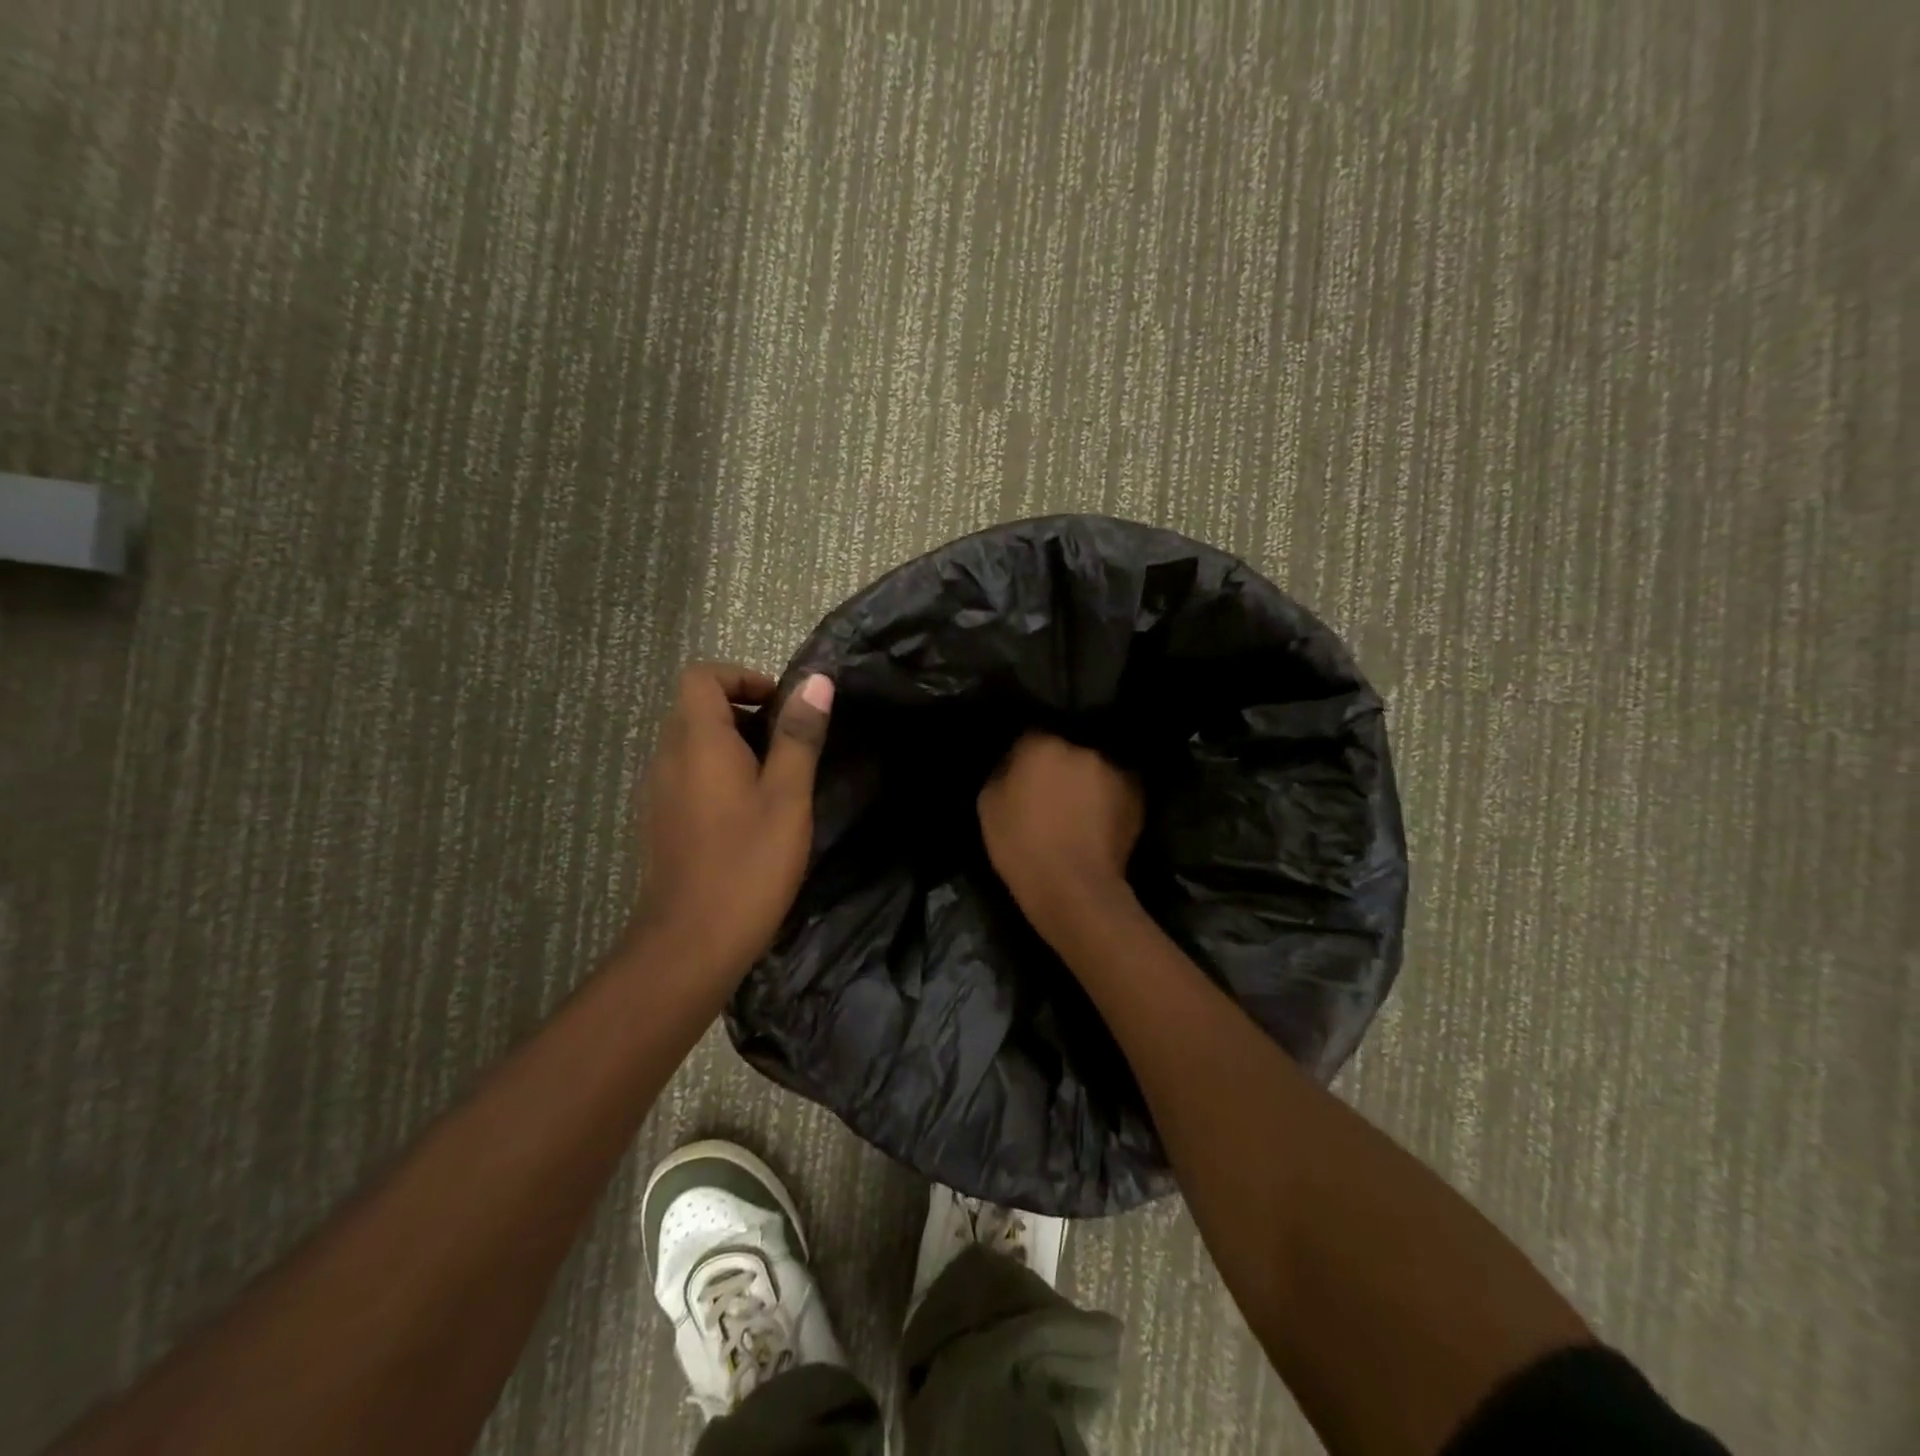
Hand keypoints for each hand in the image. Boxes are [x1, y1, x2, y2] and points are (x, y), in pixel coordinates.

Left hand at [630, 663, 834, 978]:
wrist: (690, 943)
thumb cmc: (748, 864)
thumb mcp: (788, 796)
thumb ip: (799, 736)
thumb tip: (816, 681)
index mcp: (697, 741)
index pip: (702, 676)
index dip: (742, 677)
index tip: (781, 705)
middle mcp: (666, 757)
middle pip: (696, 708)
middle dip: (743, 711)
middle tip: (789, 744)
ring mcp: (657, 792)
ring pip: (691, 744)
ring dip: (732, 745)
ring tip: (777, 780)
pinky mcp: (659, 822)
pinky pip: (686, 776)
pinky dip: (717, 775)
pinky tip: (750, 815)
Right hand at [978, 731, 1143, 933]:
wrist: (1073, 888)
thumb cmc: (1021, 846)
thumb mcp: (989, 804)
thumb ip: (1003, 770)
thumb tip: (1015, 760)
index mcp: (1042, 743)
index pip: (1031, 731)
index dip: (1026, 751)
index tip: (1022, 768)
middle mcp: (1083, 747)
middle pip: (1068, 743)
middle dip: (1060, 760)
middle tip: (1052, 784)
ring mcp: (1115, 768)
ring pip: (1095, 763)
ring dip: (1087, 775)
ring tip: (1079, 801)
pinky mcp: (1137, 792)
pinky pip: (1116, 784)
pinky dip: (1108, 794)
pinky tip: (1099, 815)